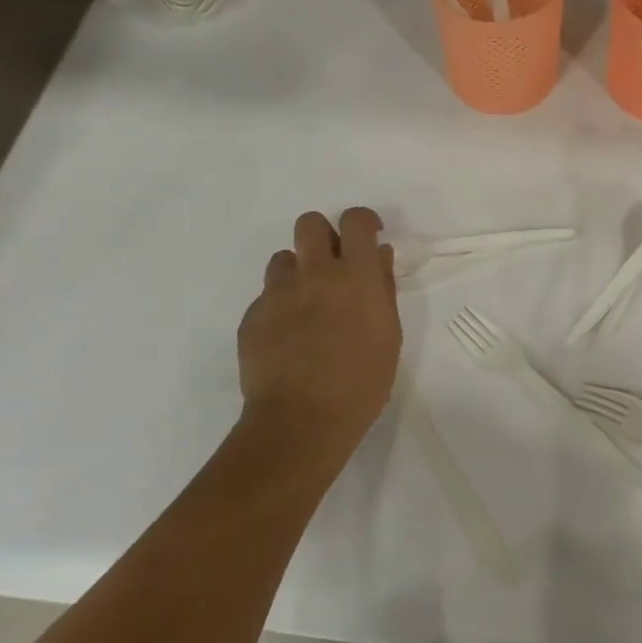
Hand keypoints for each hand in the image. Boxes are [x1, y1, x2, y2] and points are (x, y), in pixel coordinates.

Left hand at [236, 208, 400, 473]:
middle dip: (323, 235)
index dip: (363, 222)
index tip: (369, 237)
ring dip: (299, 272)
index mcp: (355, 275)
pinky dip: (280, 307)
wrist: (301, 422)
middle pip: (310, 223)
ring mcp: (278, 293)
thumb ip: (382, 288)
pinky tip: (289, 338)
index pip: (355, 220)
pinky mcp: (252, 317)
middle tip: (334, 265)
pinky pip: (267, 296)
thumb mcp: (389, 334)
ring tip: (308, 305)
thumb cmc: (361, 382)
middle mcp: (315, 273)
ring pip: (284, 259)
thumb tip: (378, 257)